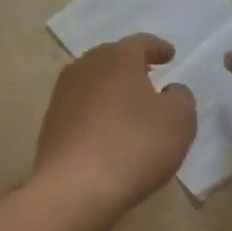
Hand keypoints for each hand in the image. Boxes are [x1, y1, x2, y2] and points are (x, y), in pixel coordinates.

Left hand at [34, 34, 197, 216]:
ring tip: (128, 105)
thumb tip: (170, 91)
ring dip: (111, 89)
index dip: (158, 48)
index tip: (170, 54)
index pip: (141, 43)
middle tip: (149, 76)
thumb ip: (180, 98)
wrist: (75, 187)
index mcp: (116, 58)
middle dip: (131, 66)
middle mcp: (84, 67)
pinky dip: (96, 113)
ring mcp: (62, 95)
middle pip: (111, 59)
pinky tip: (107, 130)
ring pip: (93, 82)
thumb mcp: (179, 121)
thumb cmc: (135, 145)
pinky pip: (81, 108)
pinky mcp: (50, 123)